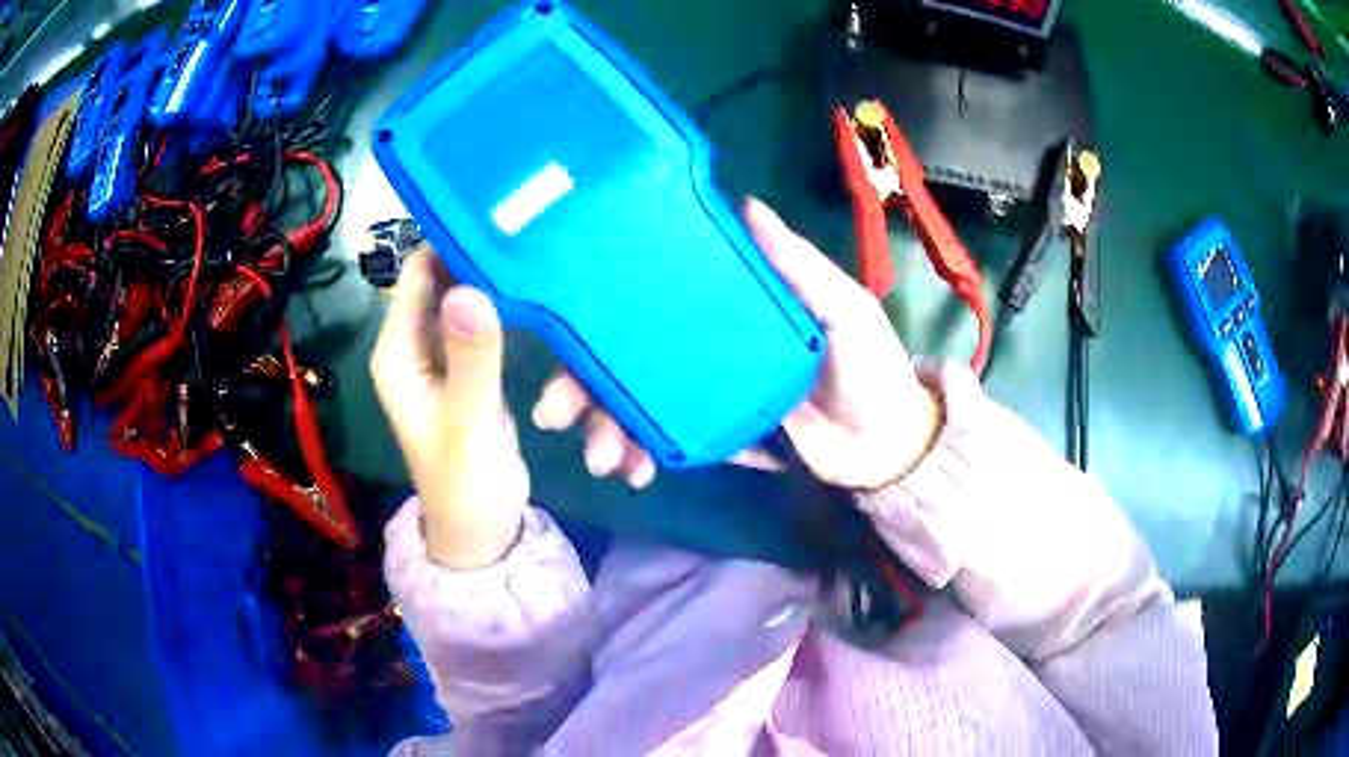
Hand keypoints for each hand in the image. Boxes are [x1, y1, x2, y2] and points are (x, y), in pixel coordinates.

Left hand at [371, 248, 527, 568]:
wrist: (482, 536)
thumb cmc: (464, 485)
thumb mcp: (469, 421)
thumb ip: (471, 357)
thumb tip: (469, 287)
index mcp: (401, 350)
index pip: (421, 271)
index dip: (456, 242)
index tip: (509, 218)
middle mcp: (421, 345)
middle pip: (464, 288)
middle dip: (506, 286)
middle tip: (551, 265)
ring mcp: (453, 359)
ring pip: (496, 319)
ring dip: (532, 338)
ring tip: (559, 390)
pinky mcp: (481, 375)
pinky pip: (509, 344)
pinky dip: (540, 357)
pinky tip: (564, 371)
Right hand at [534, 198, 942, 490]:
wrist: (886, 445)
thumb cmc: (871, 366)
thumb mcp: (843, 306)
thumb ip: (799, 265)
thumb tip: (746, 204)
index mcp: (729, 305)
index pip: (654, 297)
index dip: (605, 309)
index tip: (562, 325)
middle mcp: (705, 343)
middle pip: (629, 355)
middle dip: (583, 384)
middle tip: (553, 412)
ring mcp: (704, 393)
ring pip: (637, 403)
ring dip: (606, 427)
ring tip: (601, 457)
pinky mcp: (712, 436)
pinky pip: (665, 440)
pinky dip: (641, 454)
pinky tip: (633, 471)